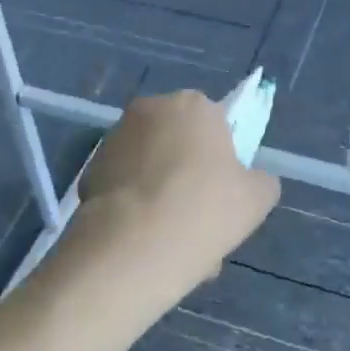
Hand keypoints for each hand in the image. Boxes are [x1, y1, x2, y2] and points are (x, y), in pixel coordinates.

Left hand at [73, 89, 281, 302]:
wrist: (134, 245)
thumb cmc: (205, 209)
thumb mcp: (257, 198)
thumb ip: (260, 180)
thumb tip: (250, 180)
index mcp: (193, 105)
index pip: (213, 123)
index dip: (220, 158)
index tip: (221, 191)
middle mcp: (148, 110)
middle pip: (177, 144)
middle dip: (186, 177)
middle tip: (198, 220)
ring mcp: (113, 139)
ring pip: (149, 169)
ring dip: (160, 196)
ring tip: (171, 243)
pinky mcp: (89, 171)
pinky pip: (123, 189)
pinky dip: (134, 209)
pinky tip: (144, 244)